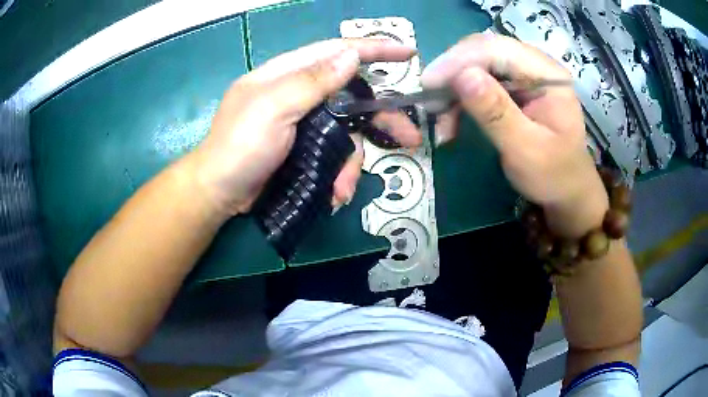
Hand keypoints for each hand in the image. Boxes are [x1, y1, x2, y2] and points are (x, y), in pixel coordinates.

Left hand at [190, 39, 420, 215]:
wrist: (219, 193)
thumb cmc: (239, 146)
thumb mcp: (273, 108)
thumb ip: (312, 80)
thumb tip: (351, 55)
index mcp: (288, 73)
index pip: (337, 51)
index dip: (374, 49)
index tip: (408, 54)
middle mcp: (300, 93)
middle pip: (352, 95)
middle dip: (380, 117)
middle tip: (410, 137)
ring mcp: (303, 123)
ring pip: (346, 132)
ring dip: (352, 162)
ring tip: (344, 188)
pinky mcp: (305, 148)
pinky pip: (334, 154)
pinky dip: (338, 174)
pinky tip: (335, 193)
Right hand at [421, 33, 607, 236]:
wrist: (565, 192)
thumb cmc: (553, 175)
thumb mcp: (526, 150)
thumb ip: (497, 113)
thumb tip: (462, 76)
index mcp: (548, 74)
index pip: (498, 49)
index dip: (460, 60)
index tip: (429, 84)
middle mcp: (535, 65)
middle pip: (484, 51)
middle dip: (453, 72)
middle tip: (430, 100)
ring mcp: (524, 74)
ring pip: (477, 63)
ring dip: (453, 88)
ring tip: (439, 116)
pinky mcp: (513, 87)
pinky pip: (478, 80)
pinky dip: (460, 98)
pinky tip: (451, 118)